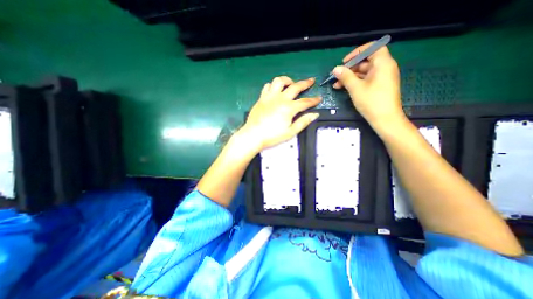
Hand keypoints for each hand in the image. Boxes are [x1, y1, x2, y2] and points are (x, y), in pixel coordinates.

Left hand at [241, 76, 320, 150]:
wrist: (253, 135)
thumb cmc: (272, 136)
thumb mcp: (290, 132)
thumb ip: (303, 122)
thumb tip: (314, 115)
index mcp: (289, 108)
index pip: (305, 102)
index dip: (314, 100)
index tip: (319, 98)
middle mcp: (280, 99)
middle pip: (295, 87)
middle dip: (305, 83)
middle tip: (311, 81)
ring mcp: (270, 97)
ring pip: (279, 81)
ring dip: (287, 80)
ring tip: (291, 83)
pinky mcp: (261, 98)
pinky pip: (267, 86)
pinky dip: (273, 85)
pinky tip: (275, 90)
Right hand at [331, 43, 403, 130]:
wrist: (385, 119)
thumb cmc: (371, 102)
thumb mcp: (355, 88)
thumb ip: (345, 76)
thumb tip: (335, 69)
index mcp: (383, 64)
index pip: (373, 47)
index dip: (358, 52)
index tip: (345, 61)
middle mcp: (384, 68)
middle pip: (366, 61)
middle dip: (350, 68)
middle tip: (337, 75)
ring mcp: (381, 78)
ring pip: (364, 72)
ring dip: (349, 77)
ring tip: (336, 84)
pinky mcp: (378, 87)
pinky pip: (366, 80)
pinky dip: (355, 83)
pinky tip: (343, 88)